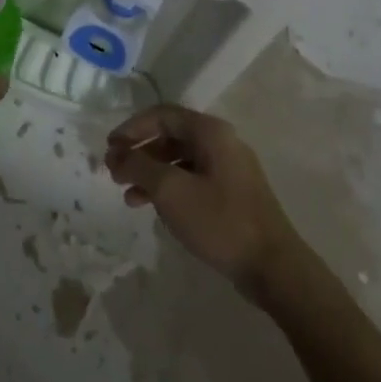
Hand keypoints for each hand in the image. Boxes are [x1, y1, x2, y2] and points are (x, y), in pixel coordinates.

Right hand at [105, 105, 307, 297]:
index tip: (109, 148)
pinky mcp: (231, 193)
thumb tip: (117, 153)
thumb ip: (139, 166)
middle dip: (139, 152)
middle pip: (170, 136)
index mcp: (210, 132)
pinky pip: (191, 179)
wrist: (272, 266)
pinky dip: (167, 187)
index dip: (131, 128)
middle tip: (113, 172)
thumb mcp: (170, 190)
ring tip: (127, 195)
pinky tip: (151, 207)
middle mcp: (221, 142)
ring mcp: (228, 168)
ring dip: (149, 172)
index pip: (162, 115)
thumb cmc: (219, 221)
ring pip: (178, 160)